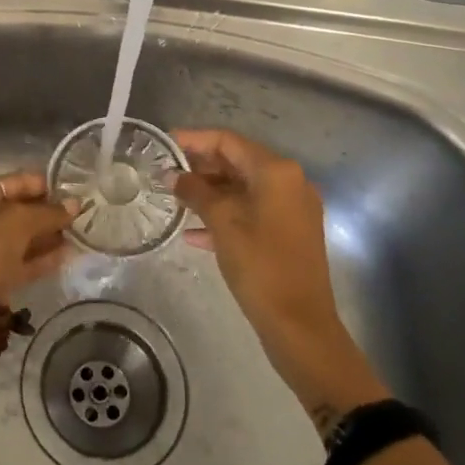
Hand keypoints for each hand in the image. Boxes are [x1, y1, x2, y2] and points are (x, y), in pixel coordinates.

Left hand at [0, 172, 78, 299]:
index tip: (70, 189)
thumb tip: (75, 204)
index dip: (41, 184)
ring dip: (48, 234)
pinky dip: (43, 257)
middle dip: (47, 211)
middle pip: (17, 210)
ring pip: (22, 237)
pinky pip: (23, 260)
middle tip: (79, 212)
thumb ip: (50, 211)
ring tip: (79, 232)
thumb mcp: (21, 219)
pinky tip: (69, 253)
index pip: (12, 182)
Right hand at [174, 129, 387, 428]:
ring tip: (174, 200)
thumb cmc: (260, 266)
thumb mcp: (222, 224)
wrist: (300, 325)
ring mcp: (292, 209)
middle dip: (200, 167)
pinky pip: (252, 212)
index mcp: (276, 172)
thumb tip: (173, 175)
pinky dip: (225, 215)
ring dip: (210, 192)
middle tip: (165, 174)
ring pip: (243, 188)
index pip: (228, 141)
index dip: (194, 140)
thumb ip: (195, 193)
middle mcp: (289, 182)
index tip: (164, 144)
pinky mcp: (289, 233)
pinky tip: (193, 233)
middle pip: (237, 162)